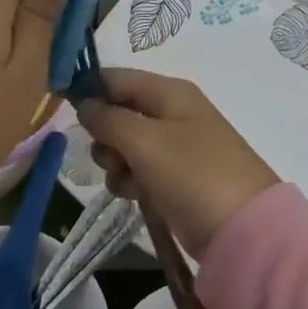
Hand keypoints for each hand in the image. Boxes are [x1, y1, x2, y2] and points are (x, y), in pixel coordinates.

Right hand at [77, 69, 278, 261]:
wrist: (242, 230)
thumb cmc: (192, 173)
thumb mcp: (144, 140)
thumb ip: (107, 118)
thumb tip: (84, 103)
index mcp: (170, 93)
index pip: (117, 77)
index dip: (90, 90)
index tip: (65, 110)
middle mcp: (172, 113)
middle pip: (119, 112)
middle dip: (104, 134)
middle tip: (111, 154)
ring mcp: (174, 148)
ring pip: (124, 145)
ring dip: (115, 162)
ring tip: (127, 180)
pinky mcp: (174, 179)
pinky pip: (138, 170)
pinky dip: (130, 181)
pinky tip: (135, 195)